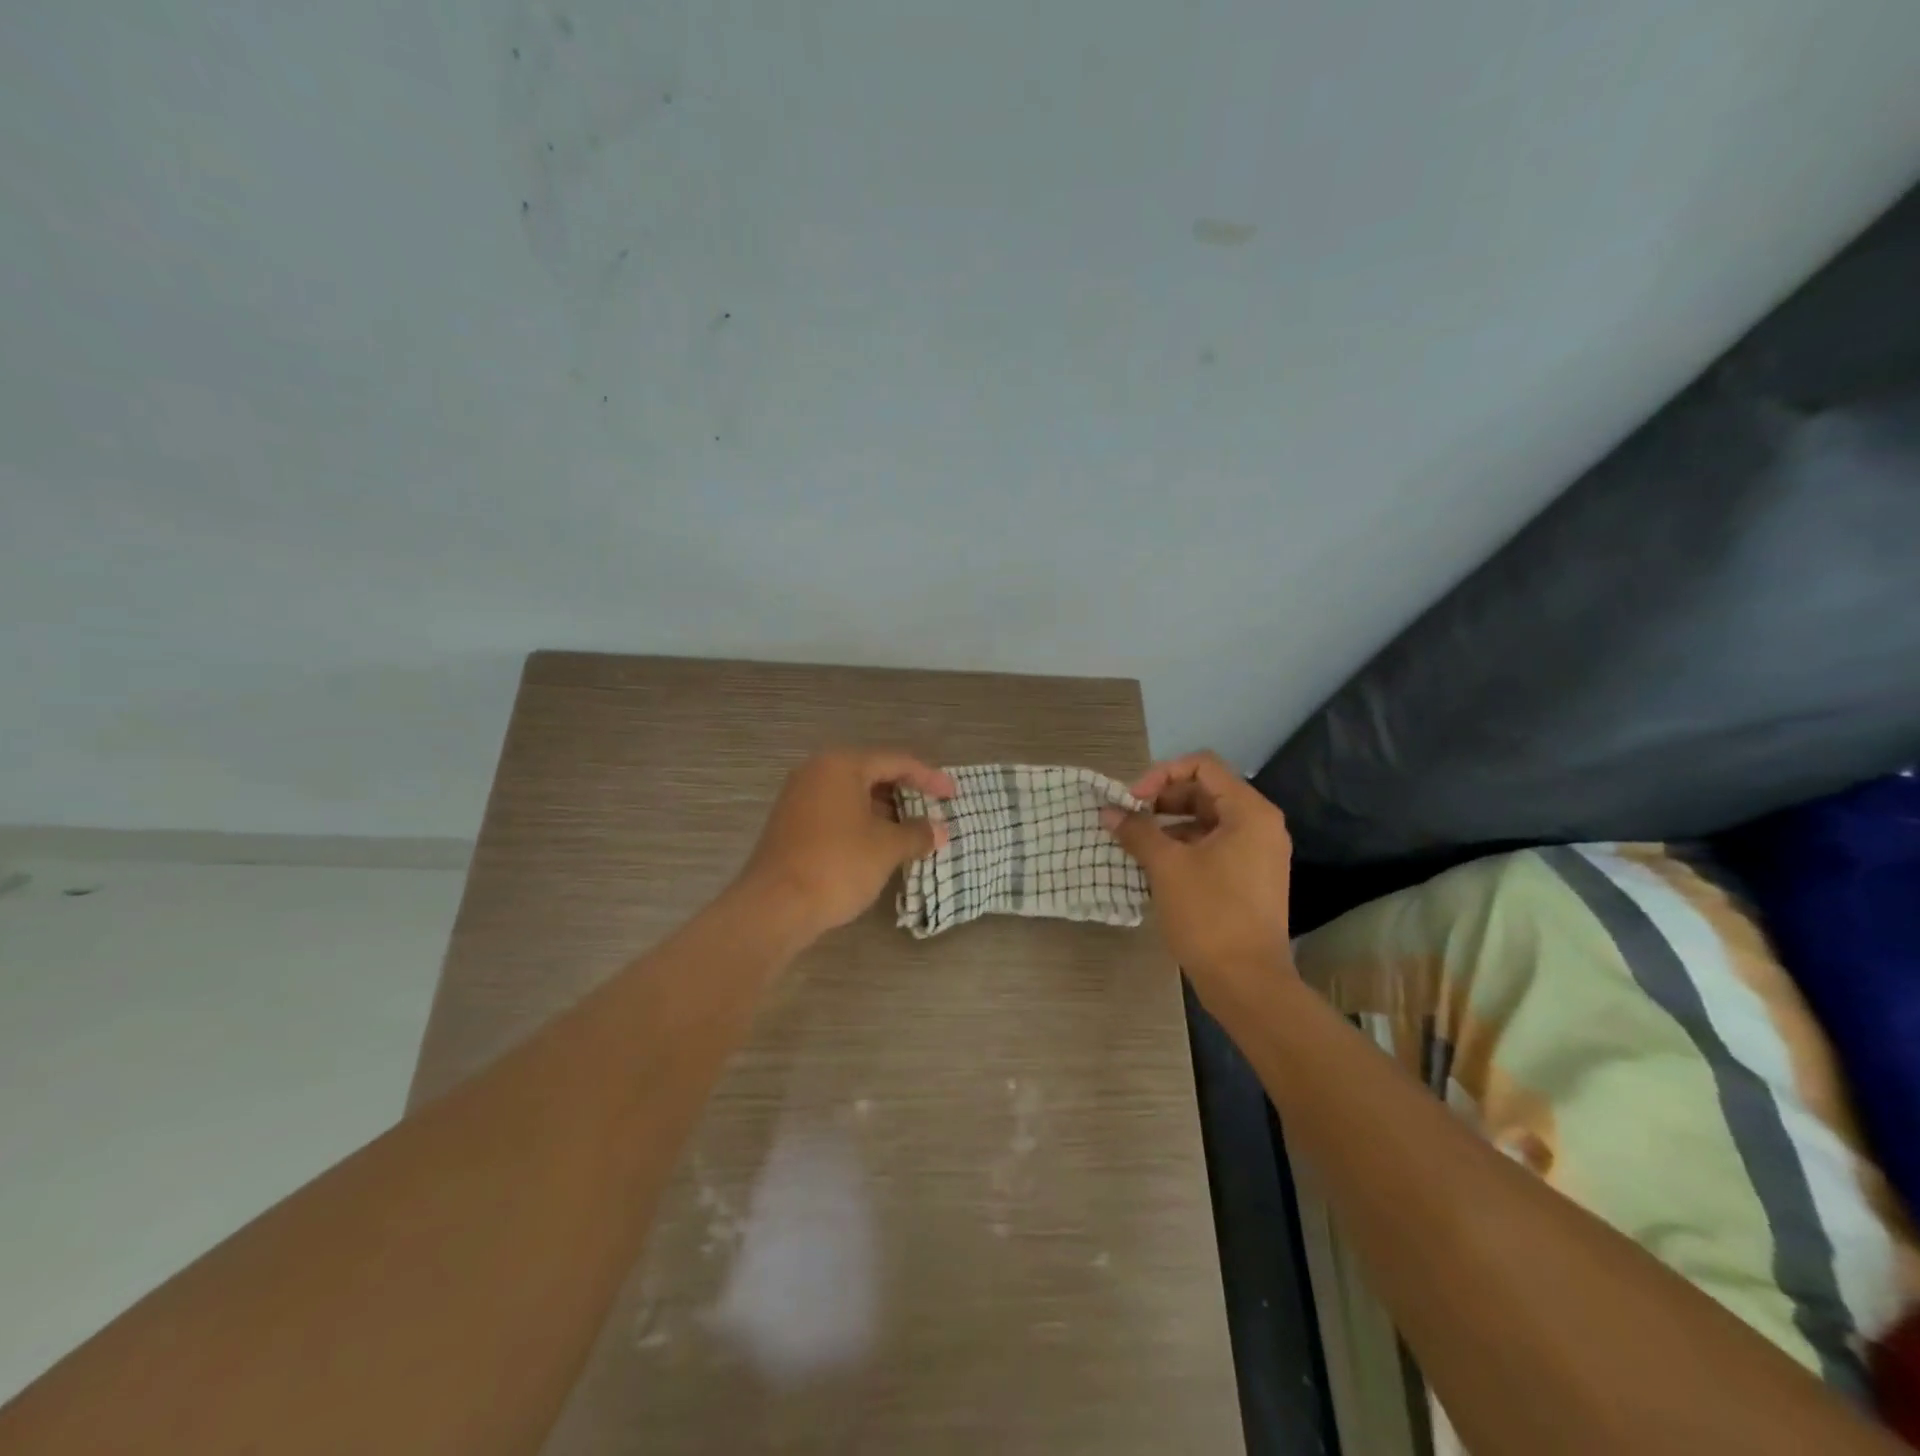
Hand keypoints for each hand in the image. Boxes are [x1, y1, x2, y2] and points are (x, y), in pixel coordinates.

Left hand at [736, 749, 955, 941]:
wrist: (774, 907)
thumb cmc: (837, 865)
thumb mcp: (887, 848)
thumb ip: (917, 834)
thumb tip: (937, 831)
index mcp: (841, 765)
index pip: (896, 762)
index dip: (929, 778)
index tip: (953, 795)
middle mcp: (816, 772)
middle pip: (872, 774)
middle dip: (906, 795)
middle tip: (934, 812)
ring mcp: (799, 797)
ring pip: (853, 796)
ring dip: (885, 812)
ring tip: (912, 833)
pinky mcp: (791, 824)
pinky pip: (836, 812)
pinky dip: (862, 823)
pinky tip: (880, 846)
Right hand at [1100, 751, 1294, 993]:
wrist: (1247, 982)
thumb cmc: (1209, 915)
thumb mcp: (1166, 867)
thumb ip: (1136, 831)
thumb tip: (1108, 811)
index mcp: (1249, 812)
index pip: (1202, 765)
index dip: (1161, 775)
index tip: (1132, 801)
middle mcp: (1260, 824)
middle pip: (1205, 790)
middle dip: (1163, 800)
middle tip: (1130, 819)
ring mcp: (1258, 852)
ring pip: (1207, 819)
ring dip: (1170, 824)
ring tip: (1137, 842)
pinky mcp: (1250, 877)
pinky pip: (1214, 845)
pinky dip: (1184, 846)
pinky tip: (1156, 865)